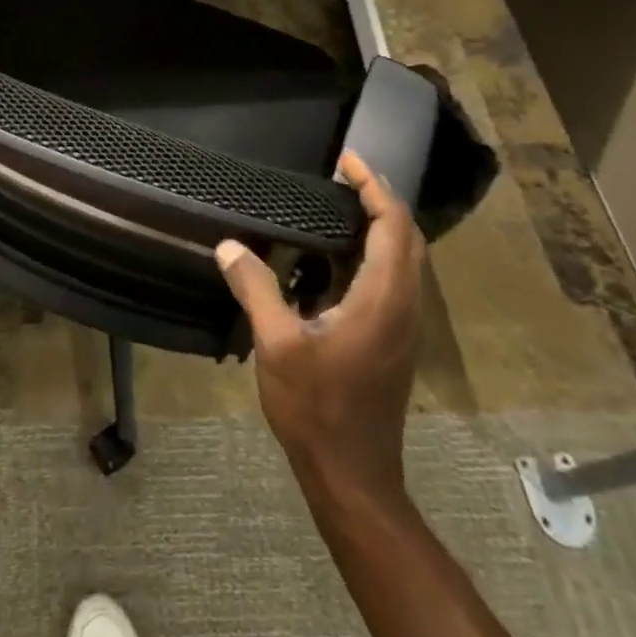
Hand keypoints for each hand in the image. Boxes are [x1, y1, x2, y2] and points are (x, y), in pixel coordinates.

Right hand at [217, 150, 423, 501]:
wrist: (353, 476)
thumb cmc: (317, 408)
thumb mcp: (277, 344)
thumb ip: (255, 288)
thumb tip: (229, 246)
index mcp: (382, 299)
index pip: (393, 226)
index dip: (374, 187)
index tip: (347, 160)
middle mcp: (403, 306)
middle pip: (407, 237)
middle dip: (380, 199)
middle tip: (343, 175)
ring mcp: (402, 326)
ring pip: (404, 260)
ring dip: (379, 226)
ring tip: (337, 205)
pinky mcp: (392, 340)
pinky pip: (392, 280)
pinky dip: (371, 253)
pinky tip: (331, 257)